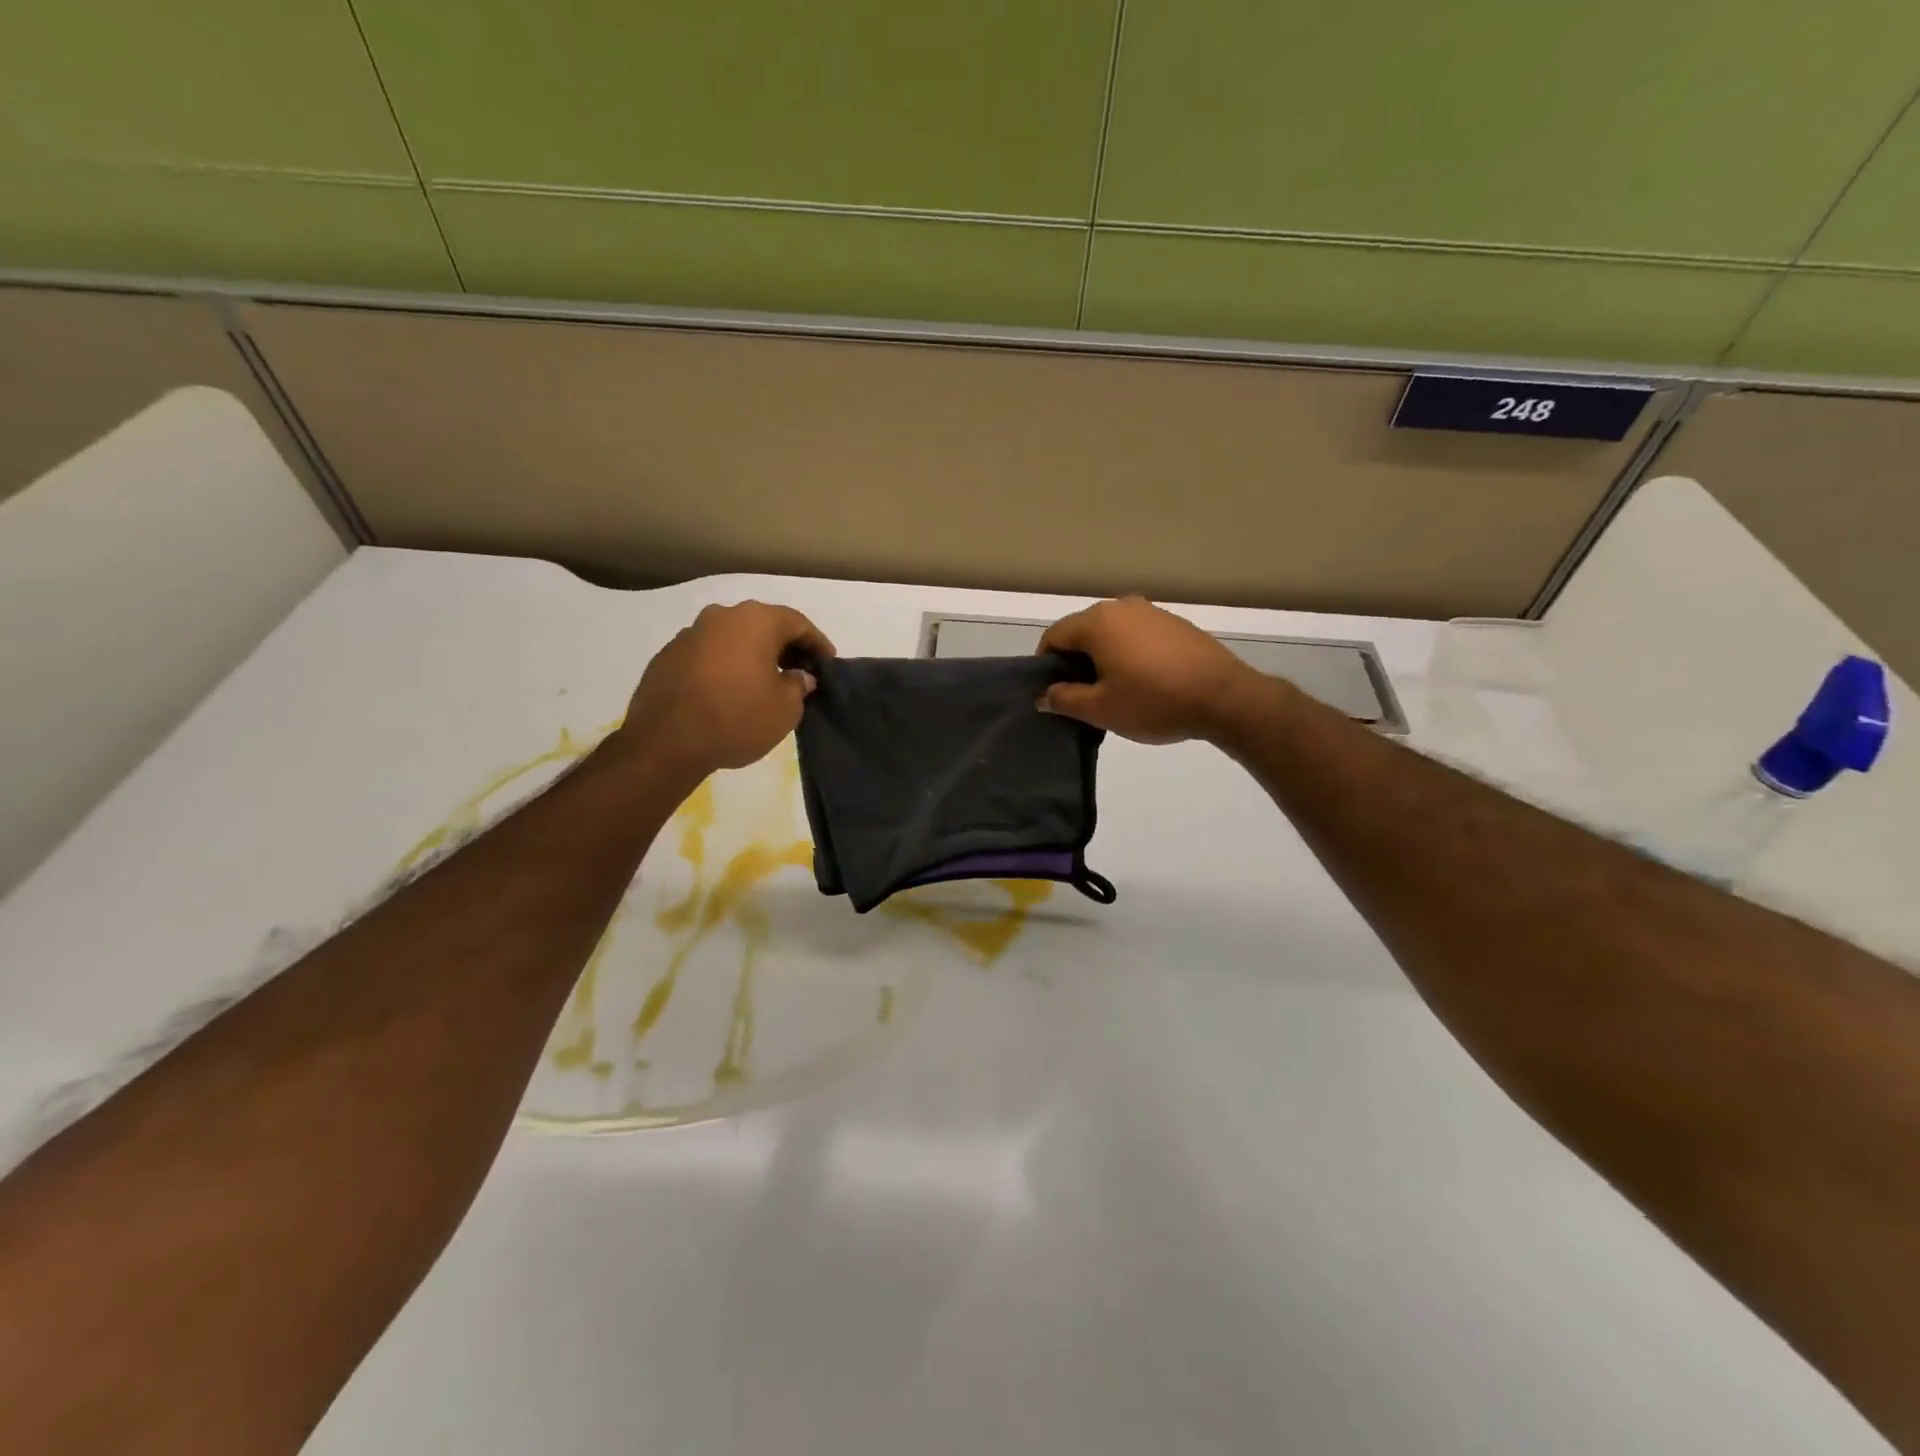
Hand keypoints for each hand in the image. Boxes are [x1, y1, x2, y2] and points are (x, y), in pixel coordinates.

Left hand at [617, 601, 834, 779]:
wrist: (666, 742)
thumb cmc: (737, 718)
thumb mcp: (785, 708)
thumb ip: (798, 685)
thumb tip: (798, 676)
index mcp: (755, 621)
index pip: (797, 623)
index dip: (817, 644)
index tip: (828, 664)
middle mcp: (721, 616)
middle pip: (763, 626)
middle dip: (784, 647)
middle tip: (800, 672)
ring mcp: (690, 634)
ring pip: (733, 639)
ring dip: (752, 656)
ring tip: (764, 683)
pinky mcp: (667, 656)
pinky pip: (708, 655)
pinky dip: (725, 667)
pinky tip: (730, 692)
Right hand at [1037, 597, 1260, 743]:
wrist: (1224, 697)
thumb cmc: (1154, 702)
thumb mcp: (1101, 709)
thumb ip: (1064, 699)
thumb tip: (1043, 695)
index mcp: (1097, 622)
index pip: (1054, 636)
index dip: (1046, 665)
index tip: (1051, 693)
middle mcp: (1122, 606)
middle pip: (1082, 631)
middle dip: (1074, 662)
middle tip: (1080, 697)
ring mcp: (1152, 612)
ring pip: (1111, 633)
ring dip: (1102, 658)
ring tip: (1112, 692)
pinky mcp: (1175, 624)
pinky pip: (1137, 636)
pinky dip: (1128, 654)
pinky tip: (1142, 682)